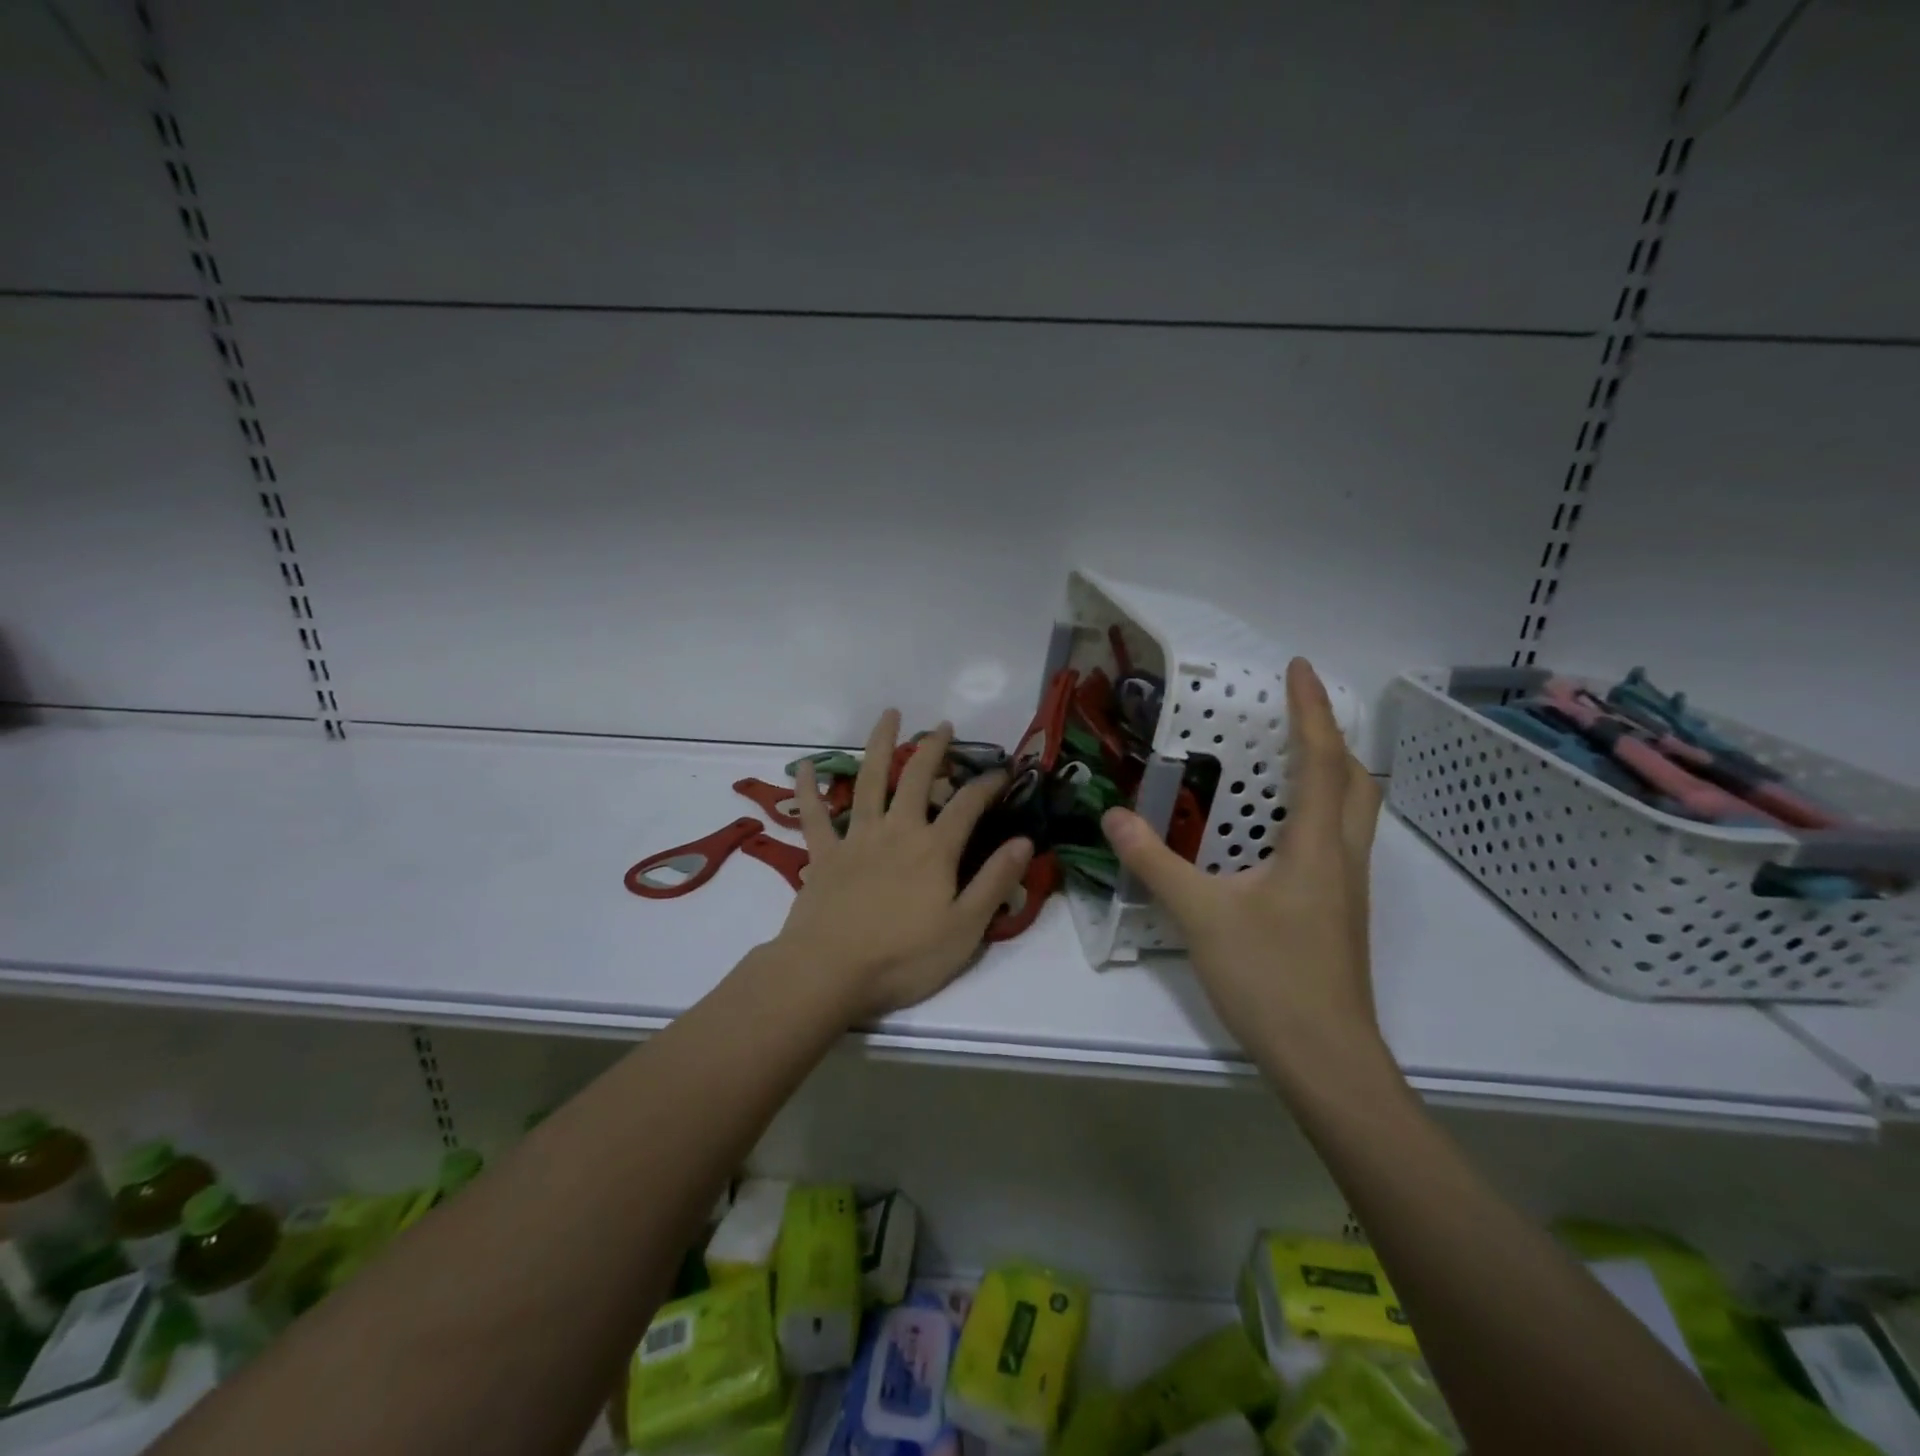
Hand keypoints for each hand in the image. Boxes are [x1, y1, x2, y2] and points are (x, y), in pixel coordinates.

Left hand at [776, 711, 1032, 1020]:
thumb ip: (995, 881)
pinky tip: (804, 765)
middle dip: (933, 749)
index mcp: (934, 849)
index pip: (968, 805)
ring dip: (880, 745)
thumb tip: (1025, 841)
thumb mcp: (965, 928)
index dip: (988, 784)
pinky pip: (813, 814)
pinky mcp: (823, 854)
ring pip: (869, 781)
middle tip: (943, 726)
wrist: (830, 972)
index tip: (1003, 770)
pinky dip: (807, 789)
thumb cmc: (904, 957)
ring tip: (889, 716)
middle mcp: (896, 831)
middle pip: (917, 779)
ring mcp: (856, 838)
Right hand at [1101, 659, 1383, 1074]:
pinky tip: (1280, 831)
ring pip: (1354, 812)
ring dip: (1331, 773)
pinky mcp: (1339, 912)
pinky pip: (1337, 840)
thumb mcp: (1201, 915)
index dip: (1311, 709)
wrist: (1325, 1059)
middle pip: (1355, 780)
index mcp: (1317, 845)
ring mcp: (1348, 888)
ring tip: (1289, 758)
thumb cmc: (1270, 978)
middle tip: (1296, 714)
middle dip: (1330, 737)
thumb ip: (1155, 862)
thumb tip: (1114, 816)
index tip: (1298, 667)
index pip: (1321, 760)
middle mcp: (1343, 857)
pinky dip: (1318, 811)